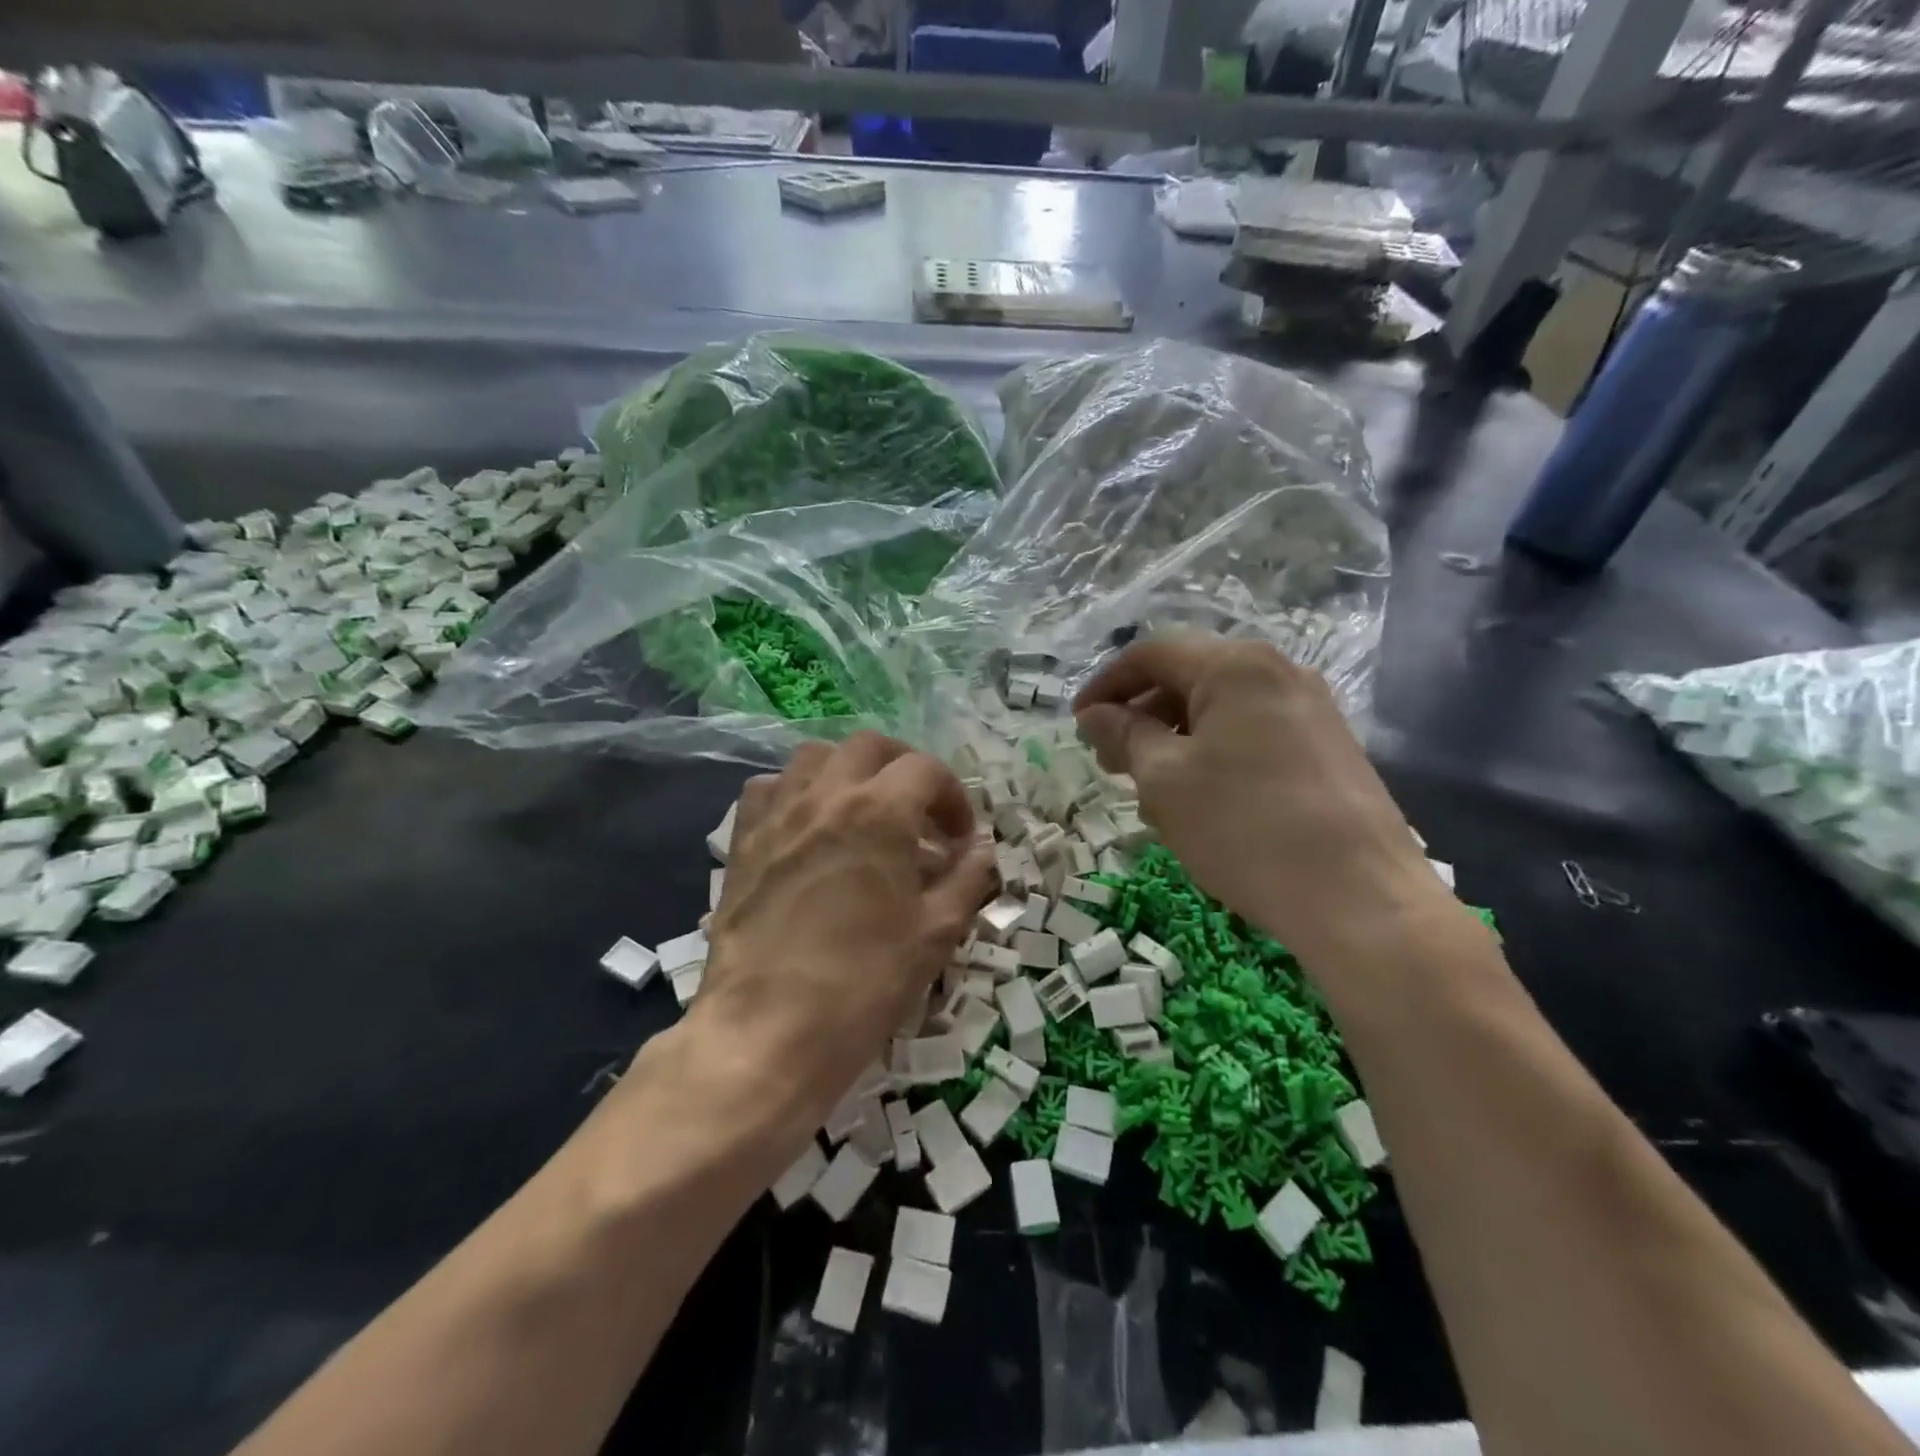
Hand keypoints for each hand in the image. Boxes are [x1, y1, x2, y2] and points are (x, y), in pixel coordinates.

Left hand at [689, 732, 995, 1127]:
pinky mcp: (743, 841)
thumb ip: (967, 879)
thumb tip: (984, 850)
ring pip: (815, 756)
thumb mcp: (934, 933)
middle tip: (920, 814)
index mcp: (879, 811)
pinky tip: (808, 828)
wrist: (766, 1033)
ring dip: (849, 772)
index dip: (954, 799)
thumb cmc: (862, 984)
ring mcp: (777, 814)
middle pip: (870, 747)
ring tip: (864, 813)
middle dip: (905, 770)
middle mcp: (825, 795)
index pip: (927, 771)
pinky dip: (797, 792)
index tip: (961, 840)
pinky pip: (769, 789)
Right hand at [1074, 636, 1448, 967]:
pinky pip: (1252, 733)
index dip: (1105, 685)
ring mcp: (1310, 709)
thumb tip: (1095, 715)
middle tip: (1110, 763)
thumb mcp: (1164, 780)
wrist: (1359, 898)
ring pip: (1220, 709)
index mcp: (1235, 666)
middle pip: (1188, 677)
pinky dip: (1213, 754)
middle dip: (1140, 715)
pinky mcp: (1327, 747)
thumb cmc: (1244, 828)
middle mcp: (1278, 671)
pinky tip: (1201, 802)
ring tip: (1152, 791)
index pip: (1152, 654)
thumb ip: (1124, 735)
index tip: (1077, 725)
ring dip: (1174, 739)